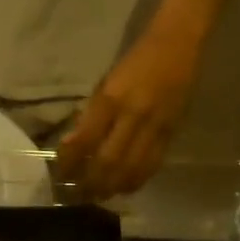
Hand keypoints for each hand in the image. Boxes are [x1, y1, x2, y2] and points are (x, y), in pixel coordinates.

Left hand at [57, 35, 198, 198]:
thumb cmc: (135, 61)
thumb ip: (91, 114)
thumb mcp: (106, 83)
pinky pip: (153, 163)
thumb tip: (72, 145)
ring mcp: (156, 125)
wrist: (178, 43)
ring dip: (113, 186)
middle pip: (109, 161)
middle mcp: (133, 115)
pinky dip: (137, 179)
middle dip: (92, 182)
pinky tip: (125, 187)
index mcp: (111, 99)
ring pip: (132, 168)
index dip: (71, 162)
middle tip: (79, 195)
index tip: (61, 174)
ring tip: (99, 197)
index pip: (85, 140)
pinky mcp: (173, 131)